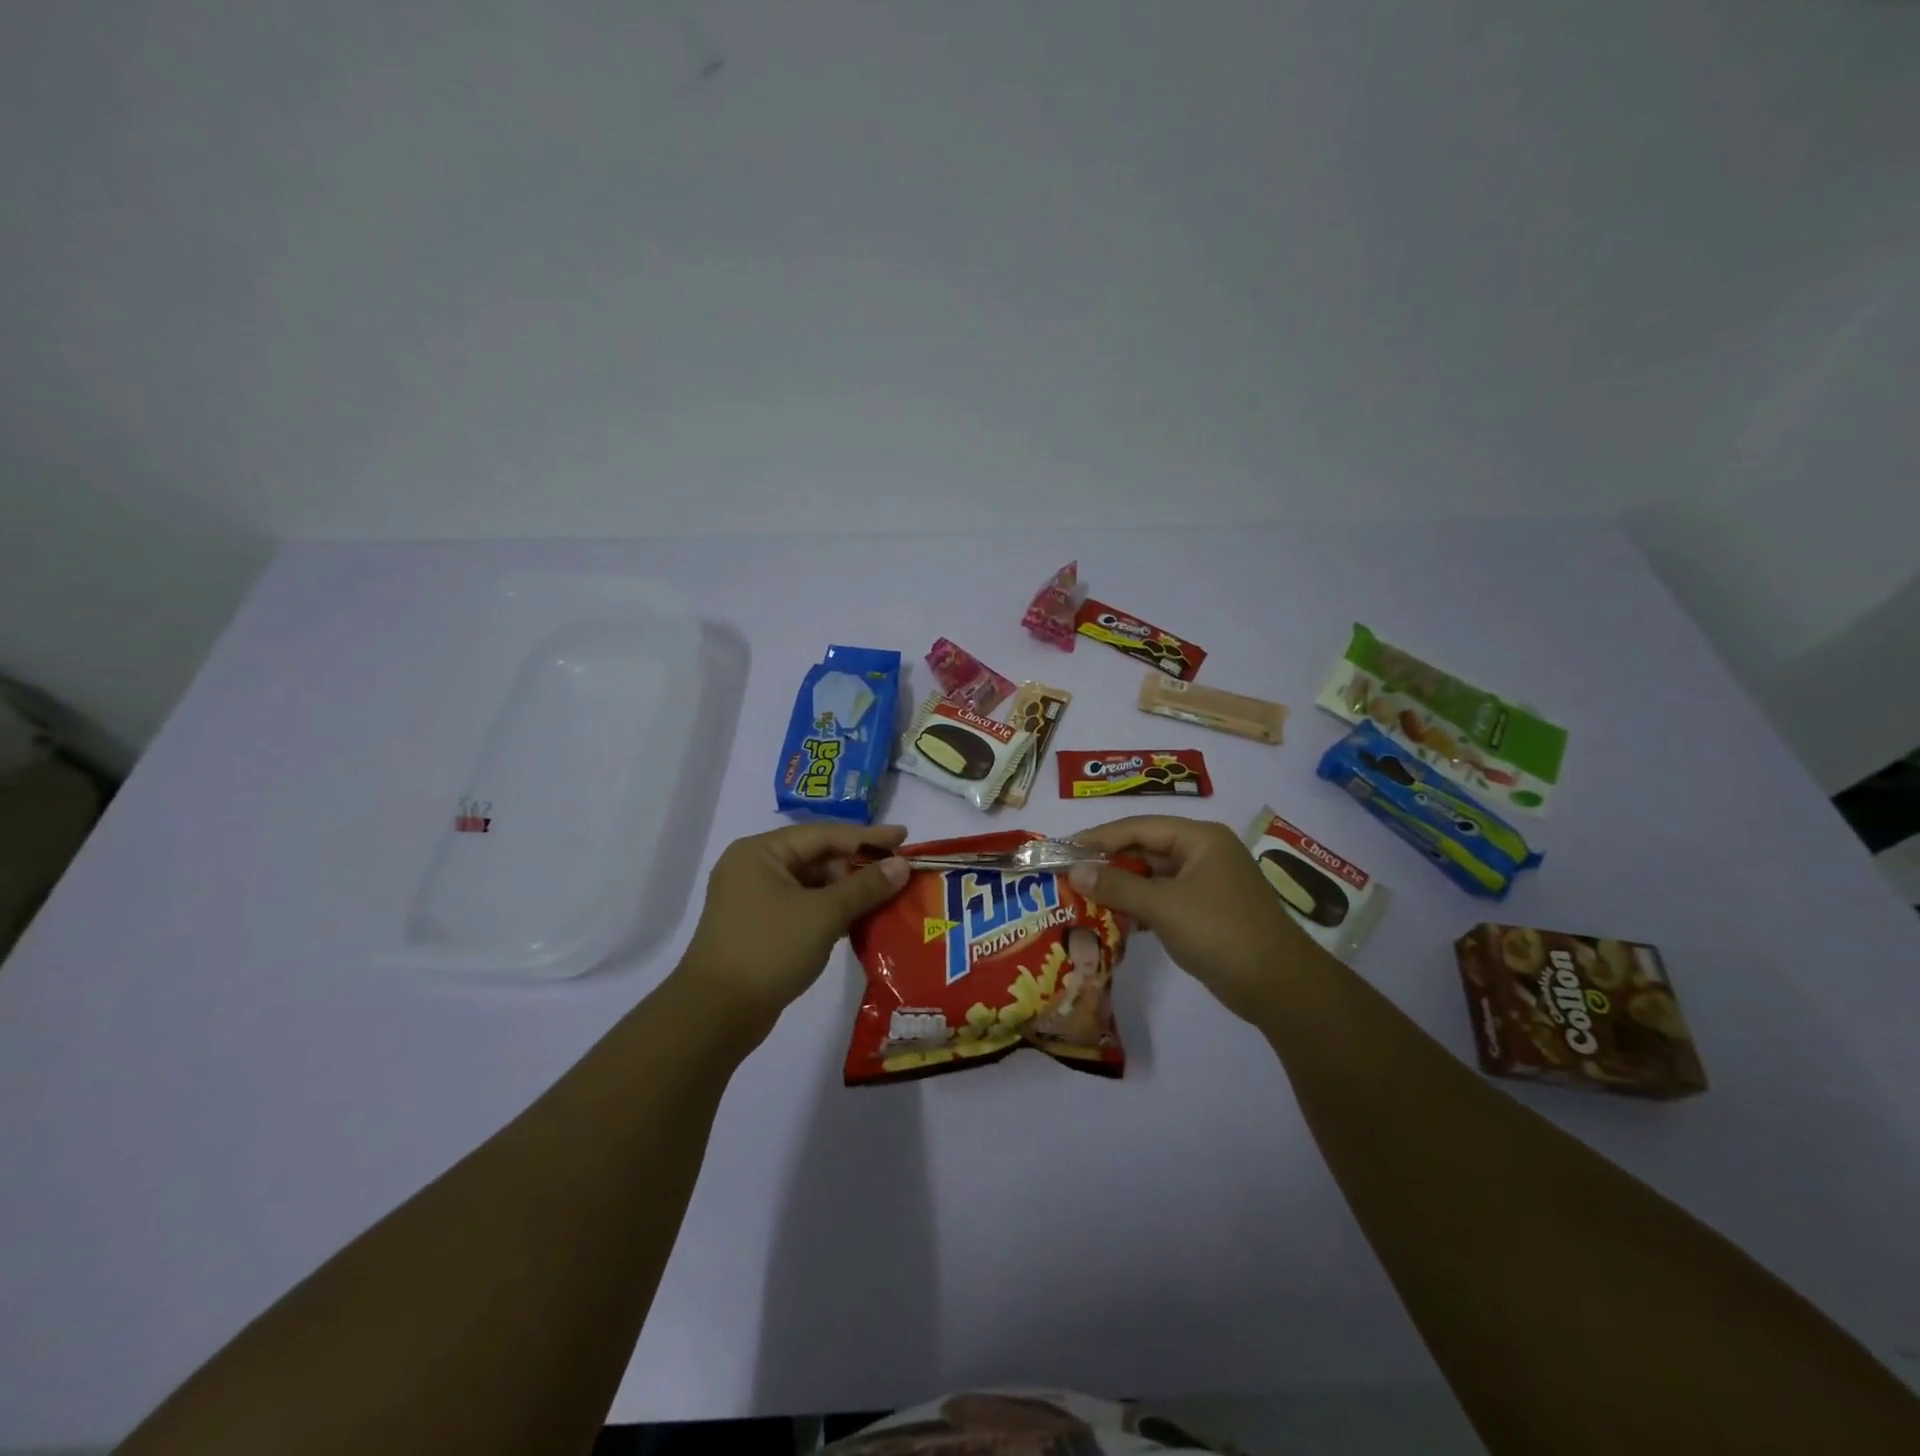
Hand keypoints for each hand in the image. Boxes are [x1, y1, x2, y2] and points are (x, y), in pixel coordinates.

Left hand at [679, 822, 910, 1039]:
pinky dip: (832, 911)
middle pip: (818, 857)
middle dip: (859, 866)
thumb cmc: (769, 950)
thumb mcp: (823, 914)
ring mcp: (755, 900)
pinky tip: (862, 919)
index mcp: (761, 852)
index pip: (824, 834)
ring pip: (813, 885)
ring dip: (849, 891)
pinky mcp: (761, 928)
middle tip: (901, 872)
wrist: (716, 1015)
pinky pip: (805, 908)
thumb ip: (865, 886)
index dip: (868, 837)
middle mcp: (755, 868)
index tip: (905, 838)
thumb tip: (902, 865)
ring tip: (890, 895)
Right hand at [1070, 816, 1320, 1024]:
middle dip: (1108, 862)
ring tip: (1082, 895)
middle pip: (1146, 849)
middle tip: (1069, 873)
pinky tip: (1112, 918)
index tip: (1064, 848)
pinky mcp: (1206, 911)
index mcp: (1200, 839)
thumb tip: (1075, 871)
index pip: (1139, 827)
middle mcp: (1204, 853)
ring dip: (1121, 885)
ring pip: (1153, 876)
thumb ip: (1117, 886)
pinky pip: (1163, 898)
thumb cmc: (1221, 933)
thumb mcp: (1164, 907)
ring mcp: (1207, 883)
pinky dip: (1139, 905)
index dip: (1099, 837)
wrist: (1279, 986)